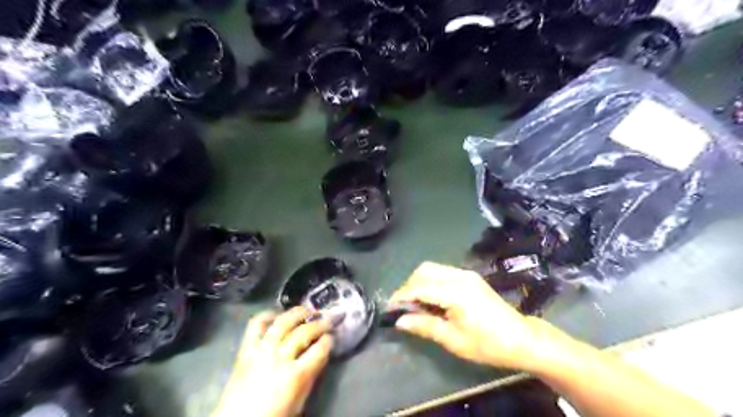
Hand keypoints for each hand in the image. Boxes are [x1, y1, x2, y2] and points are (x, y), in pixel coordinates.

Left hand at [212, 306, 333, 416]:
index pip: (319, 350)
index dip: (328, 341)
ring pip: (282, 323)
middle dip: (319, 323)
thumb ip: (310, 376)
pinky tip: (278, 315)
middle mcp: (279, 358)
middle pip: (304, 332)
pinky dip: (267, 315)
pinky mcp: (246, 350)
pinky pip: (256, 325)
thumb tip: (319, 355)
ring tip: (307, 311)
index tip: (331, 337)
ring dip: (298, 313)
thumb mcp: (299, 402)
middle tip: (327, 319)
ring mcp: (261, 351)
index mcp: (296, 376)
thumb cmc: (273, 416)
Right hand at [390, 262, 549, 369]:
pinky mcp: (470, 277)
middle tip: (403, 307)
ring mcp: (466, 274)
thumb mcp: (453, 340)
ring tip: (415, 305)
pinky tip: (431, 299)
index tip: (389, 309)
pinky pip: (442, 272)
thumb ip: (425, 326)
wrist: (521, 338)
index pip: (419, 287)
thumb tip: (399, 321)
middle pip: (423, 271)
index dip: (401, 296)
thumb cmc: (488, 344)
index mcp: (455, 292)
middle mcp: (459, 276)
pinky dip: (430, 282)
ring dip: (419, 283)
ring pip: (432, 269)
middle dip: (409, 286)